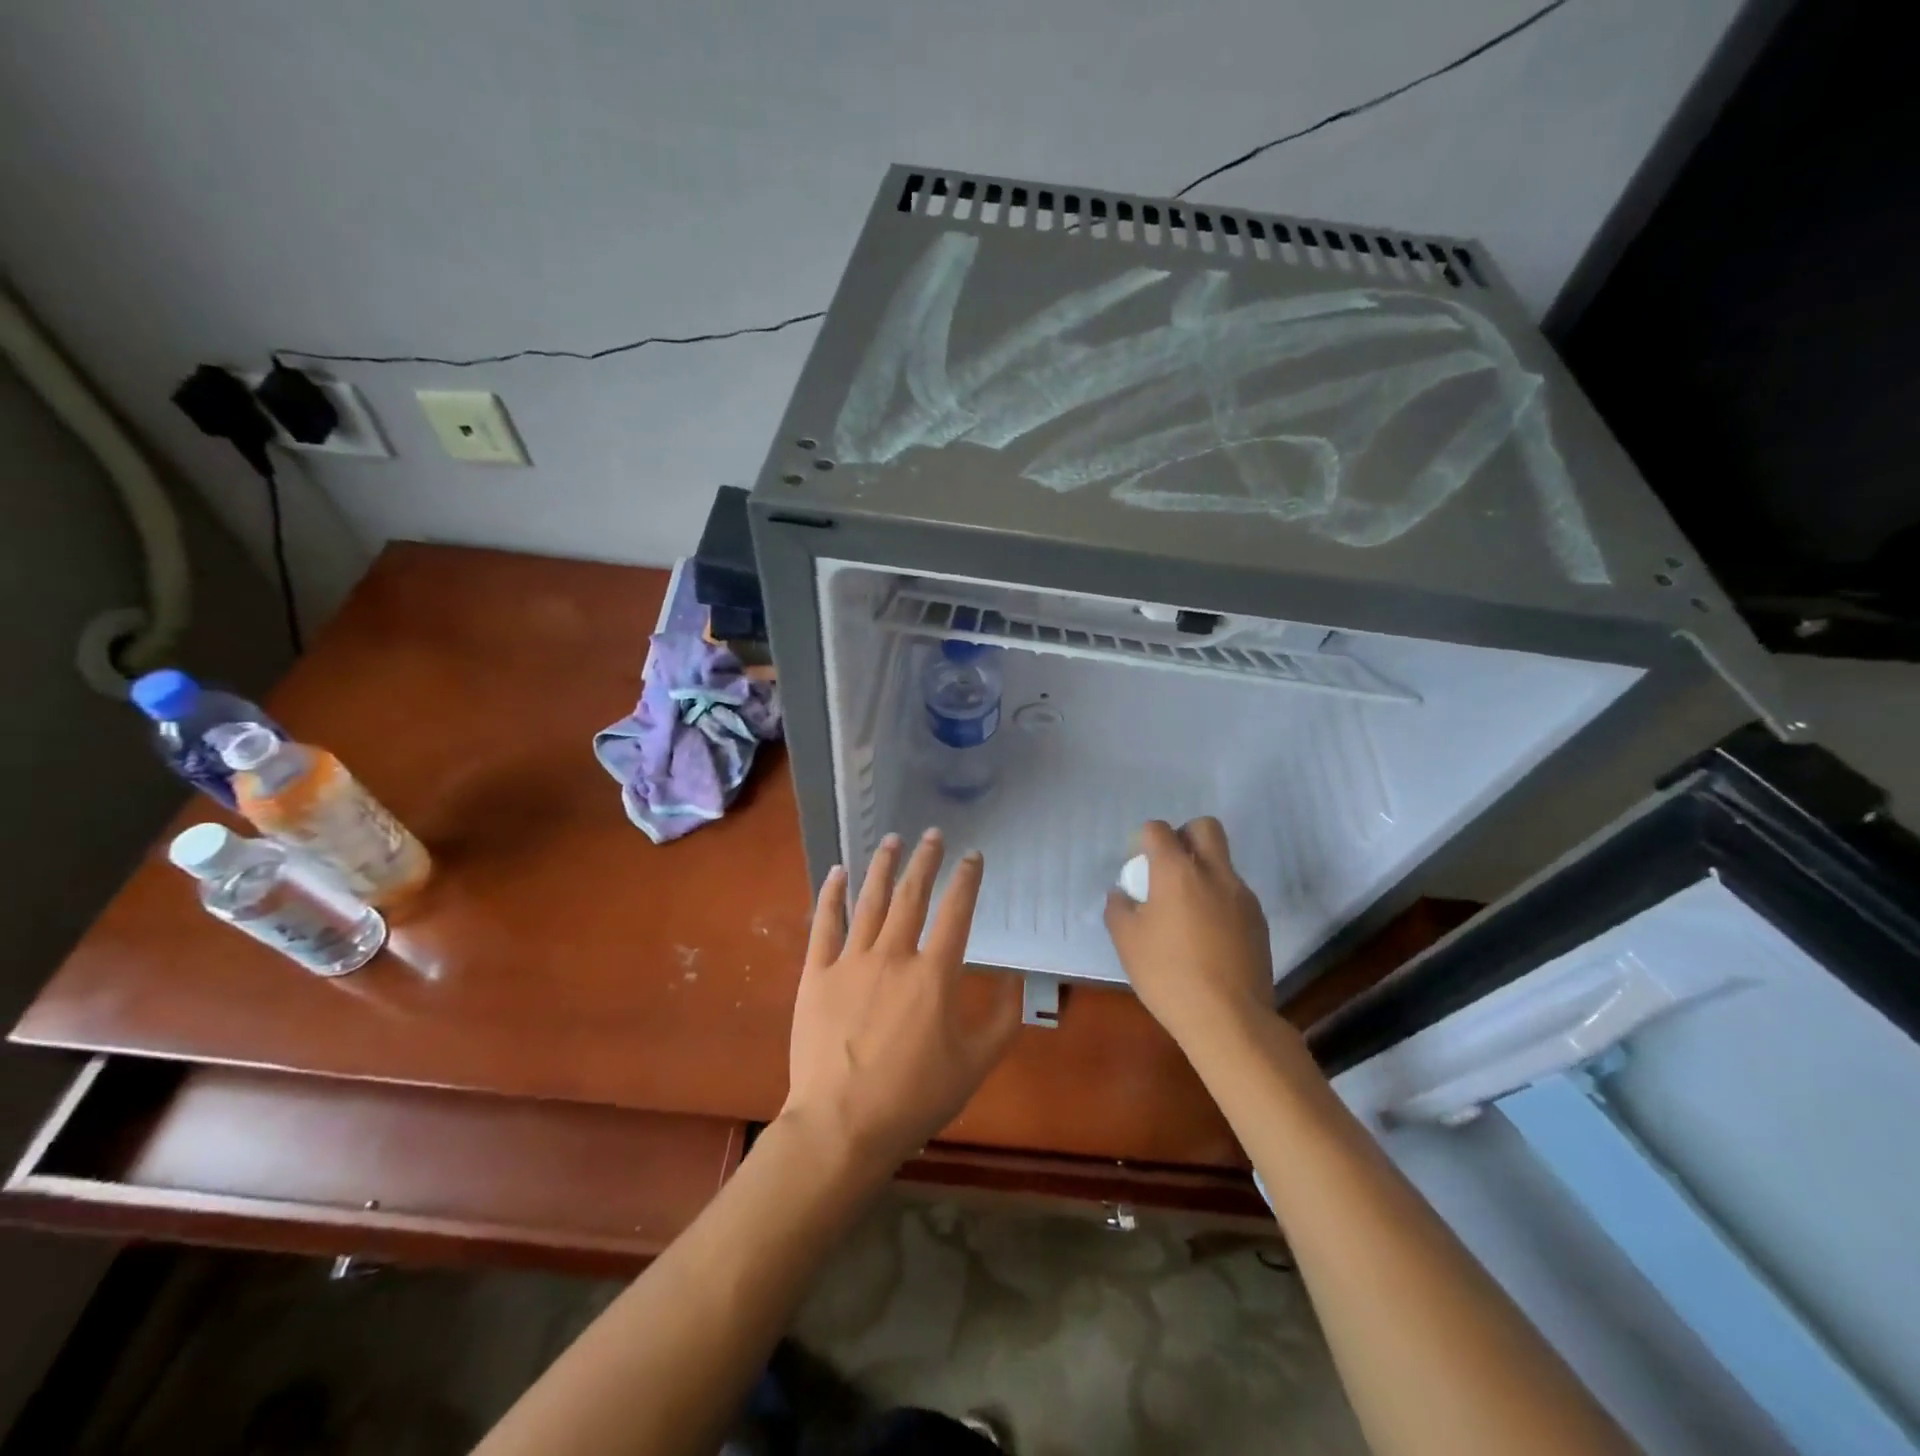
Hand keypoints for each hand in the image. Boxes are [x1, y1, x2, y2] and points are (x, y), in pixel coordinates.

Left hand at [781, 829, 1021, 1176]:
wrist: (842, 1125)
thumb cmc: (914, 1098)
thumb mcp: (975, 1065)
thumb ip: (1003, 1019)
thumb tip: (1015, 979)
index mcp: (934, 974)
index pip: (956, 913)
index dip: (967, 880)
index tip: (972, 856)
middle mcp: (893, 955)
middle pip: (912, 895)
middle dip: (925, 860)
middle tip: (931, 834)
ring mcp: (851, 961)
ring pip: (870, 901)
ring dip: (882, 867)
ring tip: (891, 840)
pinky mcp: (816, 974)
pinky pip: (824, 924)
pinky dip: (831, 895)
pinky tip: (837, 872)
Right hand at [1104, 818, 1274, 1055]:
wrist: (1229, 1019)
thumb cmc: (1168, 975)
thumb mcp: (1127, 941)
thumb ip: (1119, 908)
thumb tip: (1122, 894)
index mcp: (1177, 871)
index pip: (1159, 830)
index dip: (1144, 840)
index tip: (1137, 865)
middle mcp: (1214, 873)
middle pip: (1204, 827)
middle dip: (1184, 836)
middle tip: (1168, 869)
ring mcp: (1242, 896)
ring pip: (1223, 862)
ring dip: (1203, 872)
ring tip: (1187, 912)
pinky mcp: (1259, 921)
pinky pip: (1235, 894)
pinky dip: (1219, 901)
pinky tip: (1208, 936)